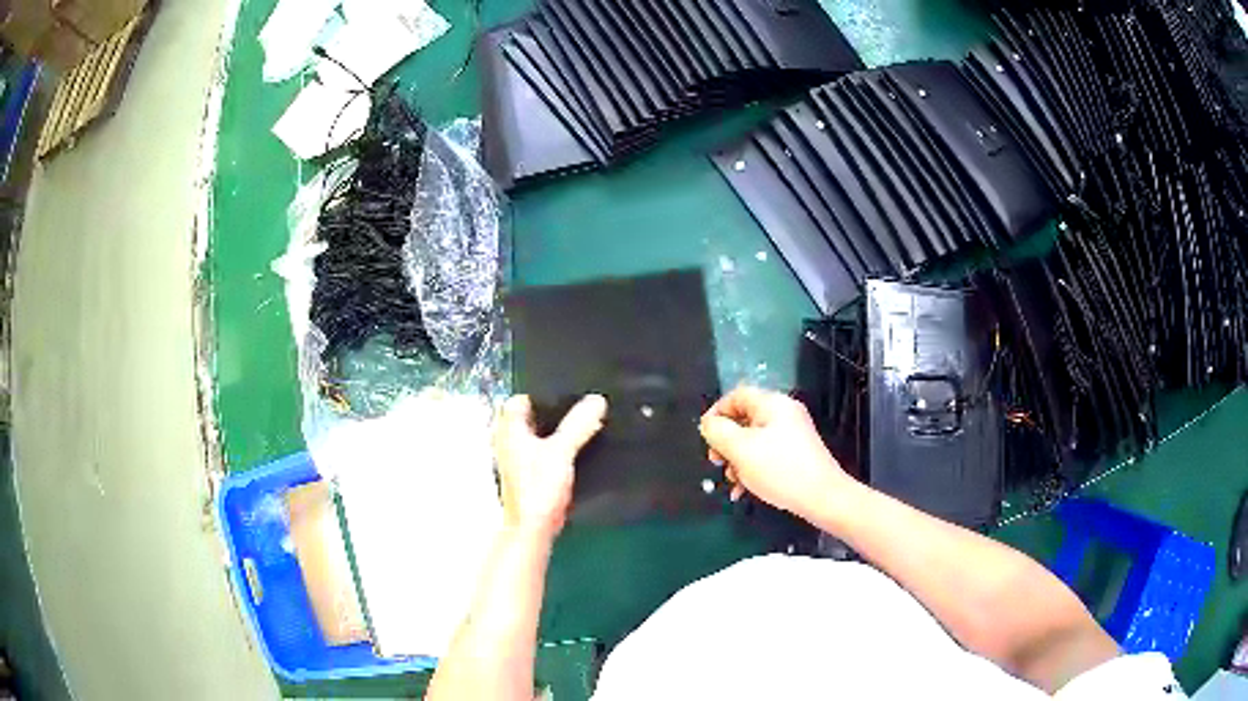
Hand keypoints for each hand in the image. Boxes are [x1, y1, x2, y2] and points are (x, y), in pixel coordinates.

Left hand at [493, 394, 606, 541]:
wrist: (532, 528)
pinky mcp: (528, 476)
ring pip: (536, 436)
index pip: (519, 398)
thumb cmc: (539, 486)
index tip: (566, 389)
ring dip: (554, 431)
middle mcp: (508, 441)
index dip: (540, 391)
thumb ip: (578, 424)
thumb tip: (597, 399)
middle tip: (580, 404)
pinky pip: (542, 452)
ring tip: (582, 423)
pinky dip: (555, 449)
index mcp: (509, 429)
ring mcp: (516, 460)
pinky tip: (575, 450)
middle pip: (528, 417)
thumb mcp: (562, 451)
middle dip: (551, 410)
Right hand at [699, 386, 848, 518]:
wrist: (822, 497)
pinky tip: (743, 491)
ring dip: (736, 460)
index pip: (736, 396)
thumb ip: (718, 432)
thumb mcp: (741, 450)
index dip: (716, 413)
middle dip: (725, 442)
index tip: (705, 437)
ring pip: (752, 441)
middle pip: (743, 419)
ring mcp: (792, 435)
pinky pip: (766, 455)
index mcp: (773, 404)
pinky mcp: (796, 455)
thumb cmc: (780, 470)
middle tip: (716, 462)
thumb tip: (708, 424)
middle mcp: (783, 414)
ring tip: (732, 481)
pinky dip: (751, 469)